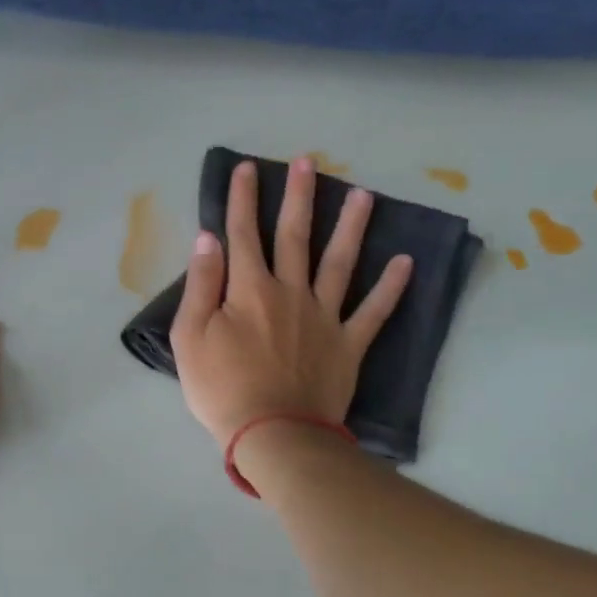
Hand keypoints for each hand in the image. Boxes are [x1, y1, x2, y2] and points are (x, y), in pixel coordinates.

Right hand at [170, 157, 411, 447]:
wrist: (274, 434)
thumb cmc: (223, 389)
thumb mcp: (191, 338)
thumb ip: (201, 286)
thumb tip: (208, 240)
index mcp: (250, 290)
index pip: (243, 234)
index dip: (242, 199)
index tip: (247, 168)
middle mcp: (291, 292)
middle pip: (295, 236)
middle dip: (299, 196)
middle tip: (308, 162)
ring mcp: (325, 317)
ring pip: (340, 263)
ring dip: (351, 227)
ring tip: (364, 195)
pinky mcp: (348, 345)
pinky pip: (374, 312)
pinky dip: (390, 288)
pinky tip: (405, 262)